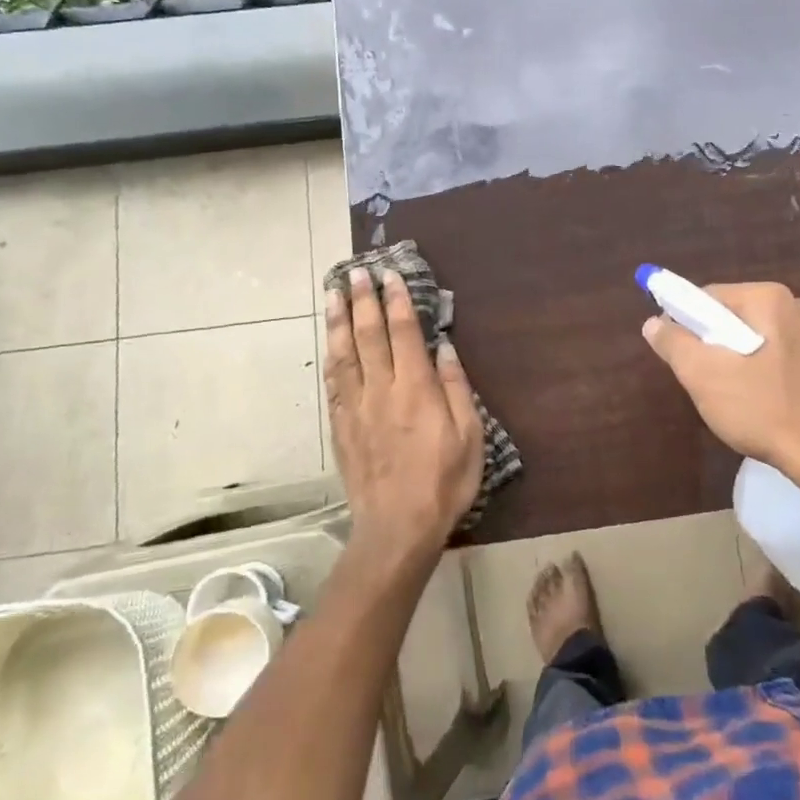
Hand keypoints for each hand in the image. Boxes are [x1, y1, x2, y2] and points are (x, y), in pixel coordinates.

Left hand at [324, 267, 483, 568]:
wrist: (397, 527)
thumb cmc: (444, 482)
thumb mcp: (469, 436)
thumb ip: (457, 389)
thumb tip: (445, 348)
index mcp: (416, 389)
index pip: (404, 333)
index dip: (397, 301)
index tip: (390, 275)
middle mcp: (381, 390)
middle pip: (368, 335)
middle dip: (362, 300)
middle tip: (356, 272)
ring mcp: (356, 408)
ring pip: (344, 354)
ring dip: (338, 320)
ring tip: (334, 293)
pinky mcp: (341, 427)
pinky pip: (333, 384)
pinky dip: (331, 357)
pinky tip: (330, 343)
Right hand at [641, 281, 799, 473]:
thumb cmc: (762, 408)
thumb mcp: (704, 376)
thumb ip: (674, 344)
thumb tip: (653, 323)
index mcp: (770, 299)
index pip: (710, 297)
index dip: (685, 322)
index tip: (677, 354)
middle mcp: (799, 307)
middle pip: (736, 317)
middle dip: (714, 344)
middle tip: (702, 379)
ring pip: (759, 339)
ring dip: (738, 361)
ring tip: (732, 397)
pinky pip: (781, 358)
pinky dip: (764, 373)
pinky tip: (761, 404)